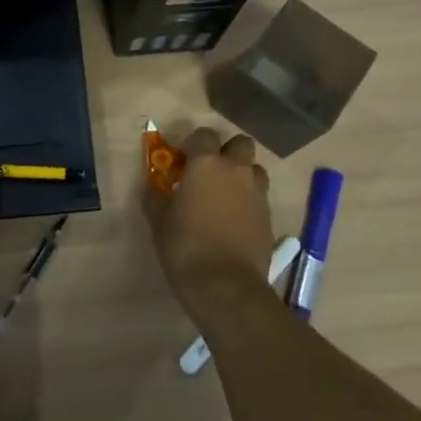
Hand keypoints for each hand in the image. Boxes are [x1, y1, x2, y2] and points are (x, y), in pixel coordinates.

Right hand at [144, 128, 274, 305]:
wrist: (226, 286)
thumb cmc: (185, 247)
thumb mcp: (159, 221)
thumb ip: (156, 197)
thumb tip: (152, 187)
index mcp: (206, 164)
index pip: (205, 134)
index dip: (194, 144)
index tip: (184, 160)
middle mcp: (236, 170)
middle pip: (240, 144)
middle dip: (228, 152)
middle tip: (211, 172)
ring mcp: (257, 193)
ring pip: (255, 169)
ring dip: (243, 175)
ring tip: (226, 196)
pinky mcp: (269, 216)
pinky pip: (260, 197)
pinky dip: (249, 201)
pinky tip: (235, 220)